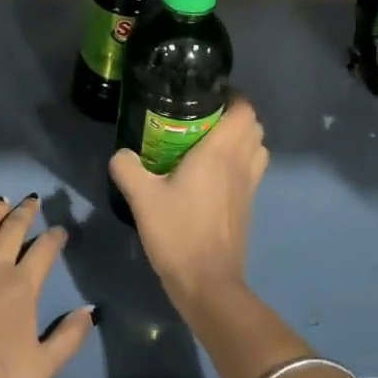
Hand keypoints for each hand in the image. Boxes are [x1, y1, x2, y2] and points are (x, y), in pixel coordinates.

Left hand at [0, 196, 94, 377]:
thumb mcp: (42, 368)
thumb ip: (68, 336)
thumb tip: (90, 310)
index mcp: (21, 289)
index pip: (42, 253)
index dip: (53, 238)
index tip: (59, 229)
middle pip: (10, 233)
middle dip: (23, 214)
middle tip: (31, 199)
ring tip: (0, 201)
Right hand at [110, 97, 267, 305]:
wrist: (208, 283)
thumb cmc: (178, 233)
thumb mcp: (142, 198)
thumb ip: (128, 168)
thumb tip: (120, 154)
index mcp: (220, 152)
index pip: (244, 110)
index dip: (233, 96)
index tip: (208, 94)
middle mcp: (241, 163)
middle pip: (254, 126)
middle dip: (235, 115)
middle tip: (203, 117)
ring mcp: (249, 186)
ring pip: (257, 148)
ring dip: (241, 138)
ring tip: (209, 142)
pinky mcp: (247, 206)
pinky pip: (251, 170)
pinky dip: (240, 161)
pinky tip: (210, 173)